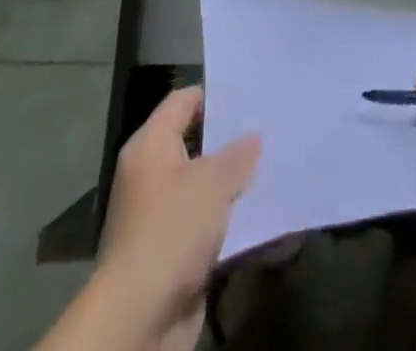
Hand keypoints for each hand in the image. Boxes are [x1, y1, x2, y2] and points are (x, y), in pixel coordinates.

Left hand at [96, 87, 260, 350]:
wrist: (139, 320)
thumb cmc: (171, 231)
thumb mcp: (212, 182)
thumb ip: (237, 154)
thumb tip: (252, 138)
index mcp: (150, 146)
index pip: (183, 101)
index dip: (215, 95)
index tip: (251, 95)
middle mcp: (152, 175)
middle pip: (197, 144)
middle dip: (233, 142)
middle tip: (271, 130)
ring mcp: (162, 217)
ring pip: (206, 188)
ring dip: (236, 185)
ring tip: (276, 169)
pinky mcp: (174, 254)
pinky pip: (209, 225)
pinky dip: (232, 221)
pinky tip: (265, 216)